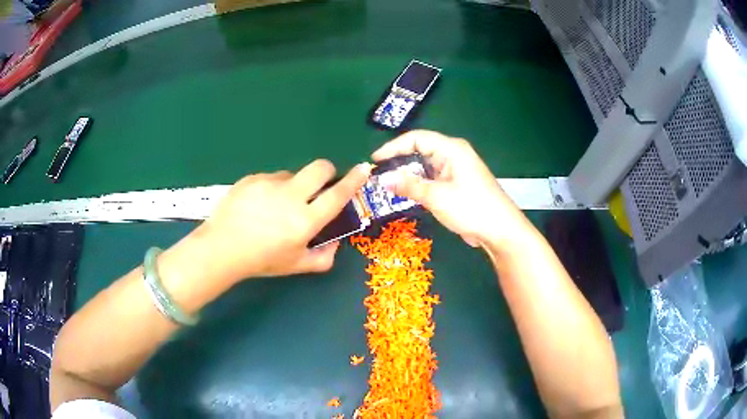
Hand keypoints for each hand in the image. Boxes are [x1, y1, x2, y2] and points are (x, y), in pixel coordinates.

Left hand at [194, 160, 370, 282]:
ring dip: (293, 186)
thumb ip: (323, 258)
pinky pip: (270, 178)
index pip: (337, 194)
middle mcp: (290, 196)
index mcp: (305, 220)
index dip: (354, 180)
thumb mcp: (295, 266)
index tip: (363, 168)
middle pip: (319, 168)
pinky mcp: (252, 178)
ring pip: (292, 174)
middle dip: (327, 171)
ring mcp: (269, 184)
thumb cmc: (261, 260)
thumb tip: (335, 242)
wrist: (221, 248)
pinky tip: (257, 205)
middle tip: (319, 186)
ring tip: (275, 207)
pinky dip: (272, 188)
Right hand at [373, 130, 529, 248]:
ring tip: (386, 186)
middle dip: (399, 162)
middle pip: (420, 150)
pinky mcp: (456, 185)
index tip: (375, 161)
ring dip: (408, 176)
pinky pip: (432, 179)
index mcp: (451, 149)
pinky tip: (406, 195)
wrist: (500, 231)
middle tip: (378, 175)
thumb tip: (382, 178)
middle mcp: (453, 155)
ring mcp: (455, 170)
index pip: (416, 138)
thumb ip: (409, 185)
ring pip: (425, 166)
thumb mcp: (437, 197)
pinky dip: (418, 185)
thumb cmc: (471, 208)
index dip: (393, 147)